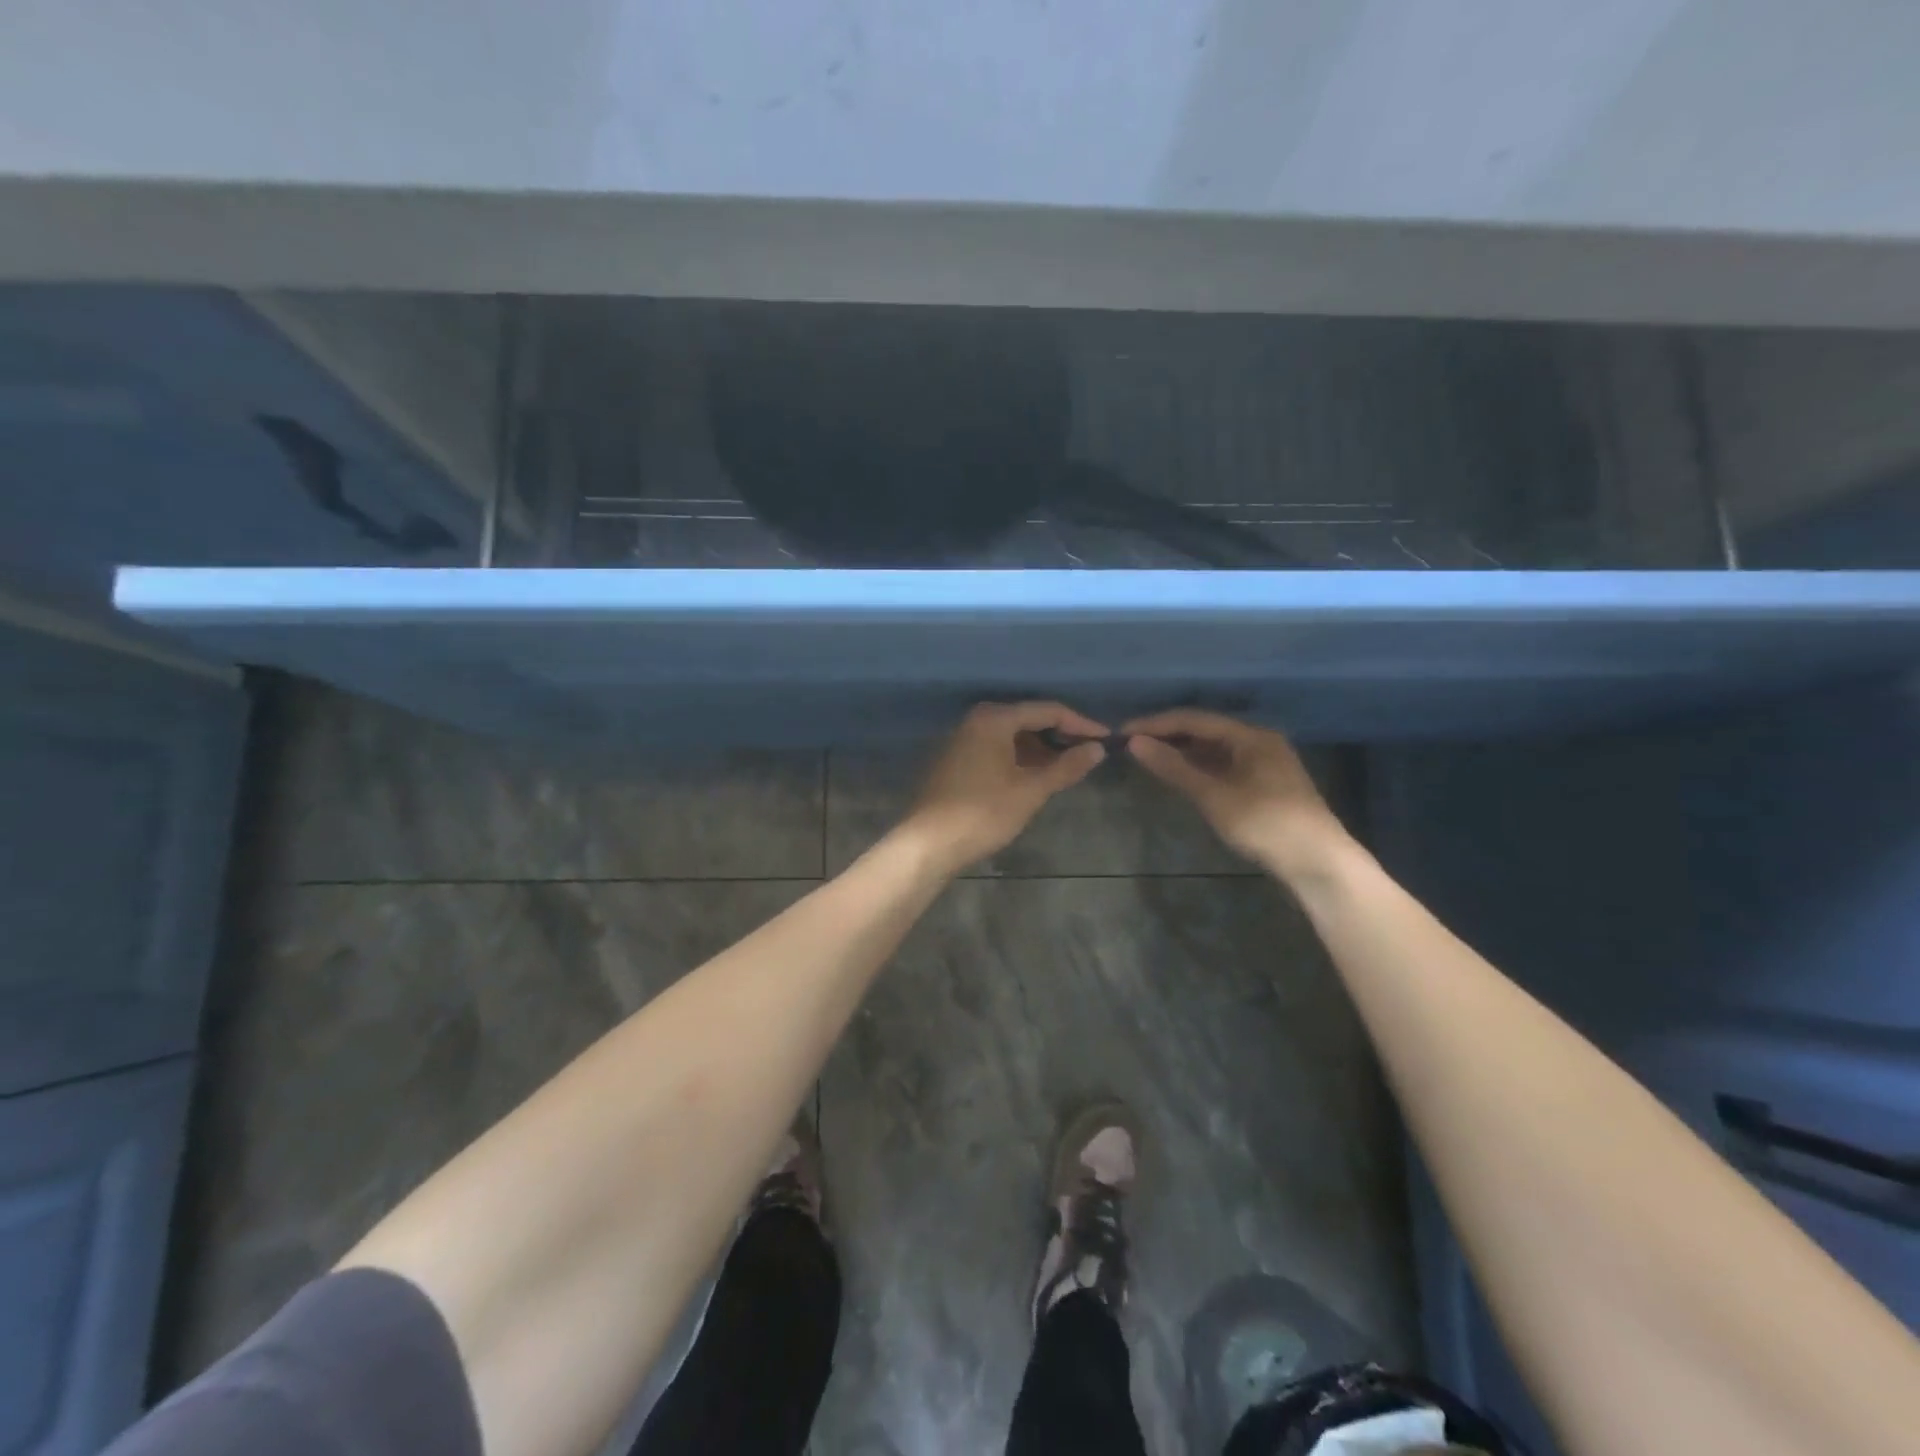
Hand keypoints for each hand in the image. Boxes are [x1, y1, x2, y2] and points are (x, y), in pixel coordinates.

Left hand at [901, 702, 1108, 873]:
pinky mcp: (956, 759)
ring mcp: (963, 738)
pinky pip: (996, 748)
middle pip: (1028, 719)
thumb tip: (1097, 749)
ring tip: (1067, 769)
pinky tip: (1035, 777)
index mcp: (994, 718)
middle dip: (1059, 736)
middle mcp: (976, 719)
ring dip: (1040, 749)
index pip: (1048, 710)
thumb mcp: (1030, 790)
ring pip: (1011, 735)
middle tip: (1088, 754)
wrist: (928, 843)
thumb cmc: (983, 813)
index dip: (1080, 724)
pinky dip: (1019, 758)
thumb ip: (1066, 766)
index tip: (1106, 739)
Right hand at [1123, 709, 1351, 879]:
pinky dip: (1198, 769)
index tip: (1122, 733)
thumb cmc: (1265, 823)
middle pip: (1205, 731)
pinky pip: (1223, 766)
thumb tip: (1135, 743)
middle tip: (1131, 746)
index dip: (1156, 724)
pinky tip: (1179, 777)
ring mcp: (1263, 764)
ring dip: (1182, 753)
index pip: (1194, 719)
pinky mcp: (1264, 786)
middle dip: (1167, 736)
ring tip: (1148, 759)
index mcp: (1250, 736)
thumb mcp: (1214, 795)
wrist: (1318, 863)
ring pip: (1214, 750)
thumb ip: (1174, 768)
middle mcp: (1258, 742)